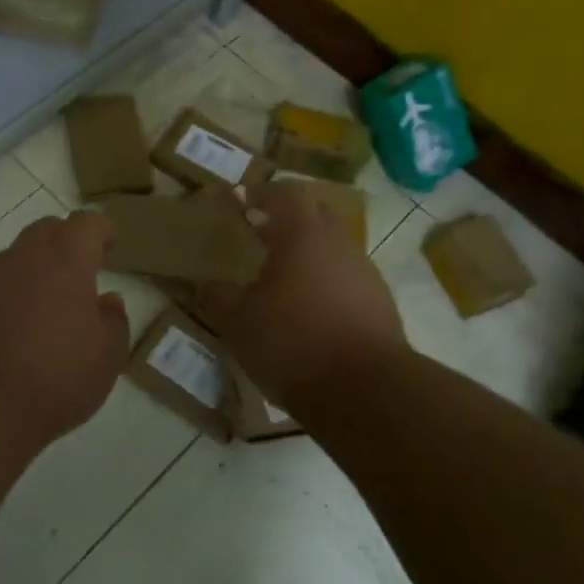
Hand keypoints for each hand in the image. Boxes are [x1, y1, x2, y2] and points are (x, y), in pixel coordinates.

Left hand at [0, 210, 129, 451]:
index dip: (100, 230)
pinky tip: (11, 330)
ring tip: (44, 307)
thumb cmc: (55, 376)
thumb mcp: (107, 357)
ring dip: (33, 270)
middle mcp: (25, 258)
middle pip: (46, 230)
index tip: (109, 245)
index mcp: (67, 262)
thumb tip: (108, 300)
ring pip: (16, 257)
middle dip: (65, 242)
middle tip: (78, 273)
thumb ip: (114, 321)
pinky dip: (7, 296)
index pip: (86, 223)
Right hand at [200, 183, 407, 409]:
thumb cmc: (293, 343)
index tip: (240, 201)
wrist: (366, 390)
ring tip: (281, 274)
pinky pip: (347, 275)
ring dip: (308, 251)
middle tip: (260, 232)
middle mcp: (338, 242)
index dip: (260, 193)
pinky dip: (326, 279)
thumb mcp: (238, 324)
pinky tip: (309, 307)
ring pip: (333, 245)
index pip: (283, 193)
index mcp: (303, 234)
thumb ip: (217, 298)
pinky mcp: (379, 300)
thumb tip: (204, 283)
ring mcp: (364, 270)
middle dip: (287, 217)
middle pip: (314, 213)